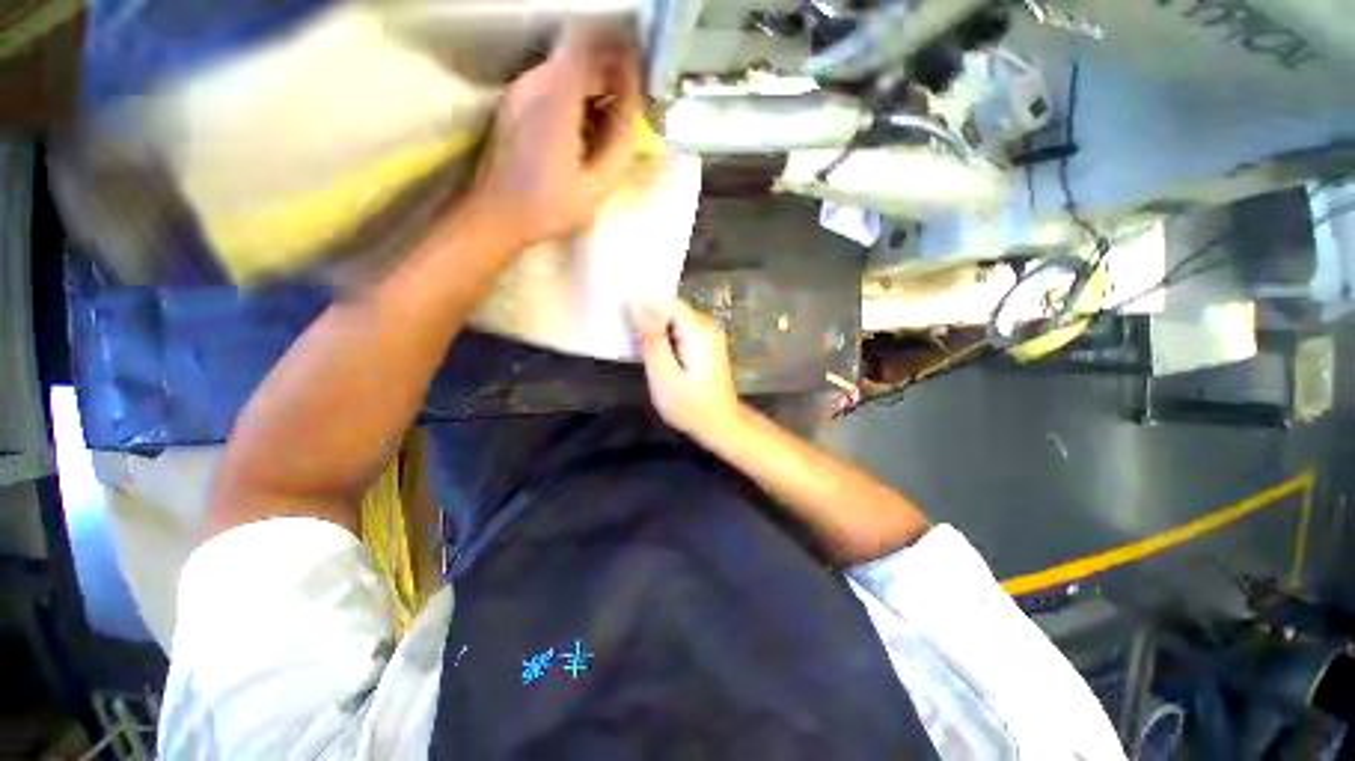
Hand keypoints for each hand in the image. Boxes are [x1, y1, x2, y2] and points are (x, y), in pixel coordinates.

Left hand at [472, 29, 639, 249]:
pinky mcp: (511, 105)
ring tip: (609, 118)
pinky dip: (572, 95)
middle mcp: (534, 83)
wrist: (497, 216)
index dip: (620, 56)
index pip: (592, 50)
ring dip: (590, 85)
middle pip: (577, 56)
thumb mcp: (598, 184)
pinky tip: (583, 127)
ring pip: (563, 70)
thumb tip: (631, 106)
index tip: (639, 75)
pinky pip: (549, 85)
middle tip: (629, 102)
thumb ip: (619, 141)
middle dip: (608, 72)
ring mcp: (518, 92)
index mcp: (557, 98)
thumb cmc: (550, 206)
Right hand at [633, 300, 741, 439]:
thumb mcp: (664, 375)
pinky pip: (683, 332)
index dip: (645, 307)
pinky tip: (659, 357)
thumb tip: (637, 304)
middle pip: (673, 311)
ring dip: (658, 332)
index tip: (626, 321)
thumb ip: (651, 339)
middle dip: (650, 321)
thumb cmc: (690, 406)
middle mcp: (708, 327)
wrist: (720, 424)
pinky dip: (668, 340)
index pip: (668, 303)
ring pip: (676, 321)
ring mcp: (710, 336)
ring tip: (643, 351)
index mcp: (699, 332)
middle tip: (633, 342)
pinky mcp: (708, 346)